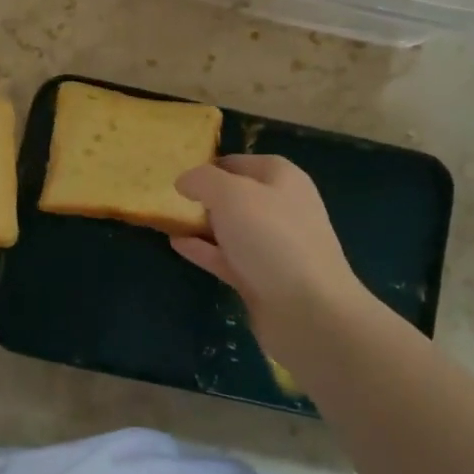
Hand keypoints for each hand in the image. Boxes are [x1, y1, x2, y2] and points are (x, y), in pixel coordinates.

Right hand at [172, 155, 369, 355]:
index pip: (241, 162)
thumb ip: (203, 180)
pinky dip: (203, 249)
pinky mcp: (260, 278)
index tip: (178, 174)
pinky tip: (176, 244)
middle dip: (204, 196)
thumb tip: (184, 180)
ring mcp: (271, 246)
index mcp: (282, 179)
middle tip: (167, 198)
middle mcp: (280, 208)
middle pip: (236, 196)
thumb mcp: (231, 195)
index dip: (210, 165)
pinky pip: (226, 257)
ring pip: (230, 228)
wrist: (307, 310)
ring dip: (201, 224)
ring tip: (166, 220)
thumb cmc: (271, 238)